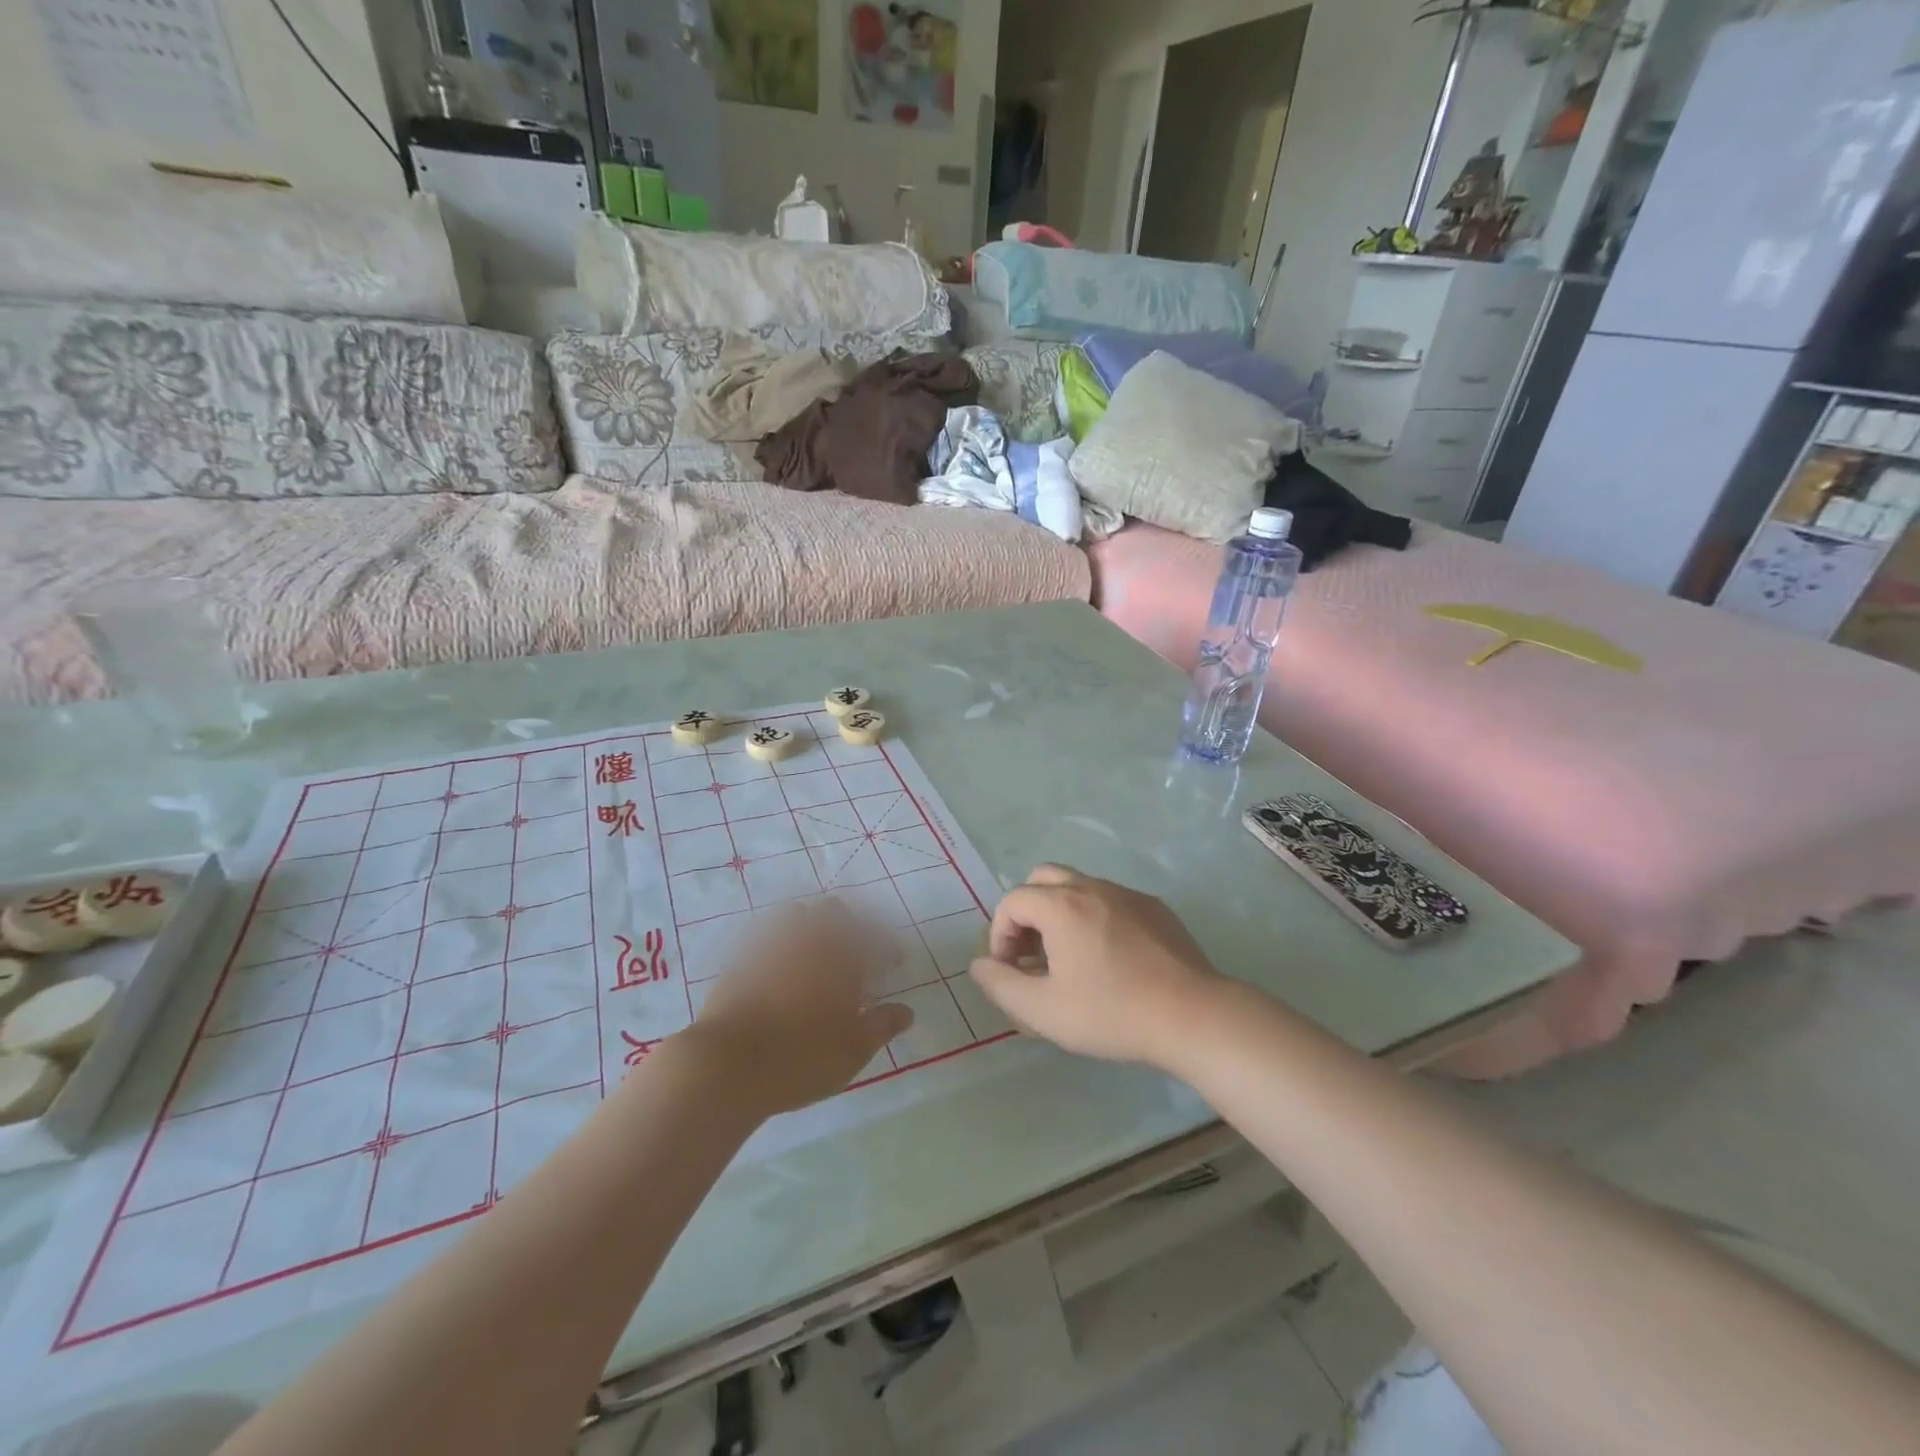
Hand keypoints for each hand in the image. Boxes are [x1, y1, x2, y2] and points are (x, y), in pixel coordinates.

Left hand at [690, 899, 913, 1114]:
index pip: (875, 938)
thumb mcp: (853, 1050)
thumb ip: (882, 1026)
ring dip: (812, 926)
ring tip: (816, 953)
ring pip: (797, 915)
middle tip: (856, 951)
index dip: (888, 948)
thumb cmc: (801, 1058)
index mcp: (842, 956)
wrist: (726, 1064)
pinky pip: (766, 936)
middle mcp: (809, 939)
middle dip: (850, 925)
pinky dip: (781, 943)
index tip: (894, 963)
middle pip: (834, 912)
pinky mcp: (741, 958)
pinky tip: (781, 966)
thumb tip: (906, 1011)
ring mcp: (771, 944)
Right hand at [969, 865, 1221, 1069]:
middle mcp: (1091, 887)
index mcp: (1060, 905)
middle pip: (1043, 879)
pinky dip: (1094, 918)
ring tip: (1068, 959)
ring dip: (1060, 914)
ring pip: (1079, 887)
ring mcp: (1127, 894)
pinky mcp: (1155, 908)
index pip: (1012, 901)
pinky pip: (1110, 901)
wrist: (1192, 1015)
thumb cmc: (1111, 1012)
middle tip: (1032, 954)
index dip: (1000, 934)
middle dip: (1027, 912)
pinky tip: (1109, 959)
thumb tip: (980, 965)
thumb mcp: (1043, 1011)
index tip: (1010, 970)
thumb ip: (1001, 985)